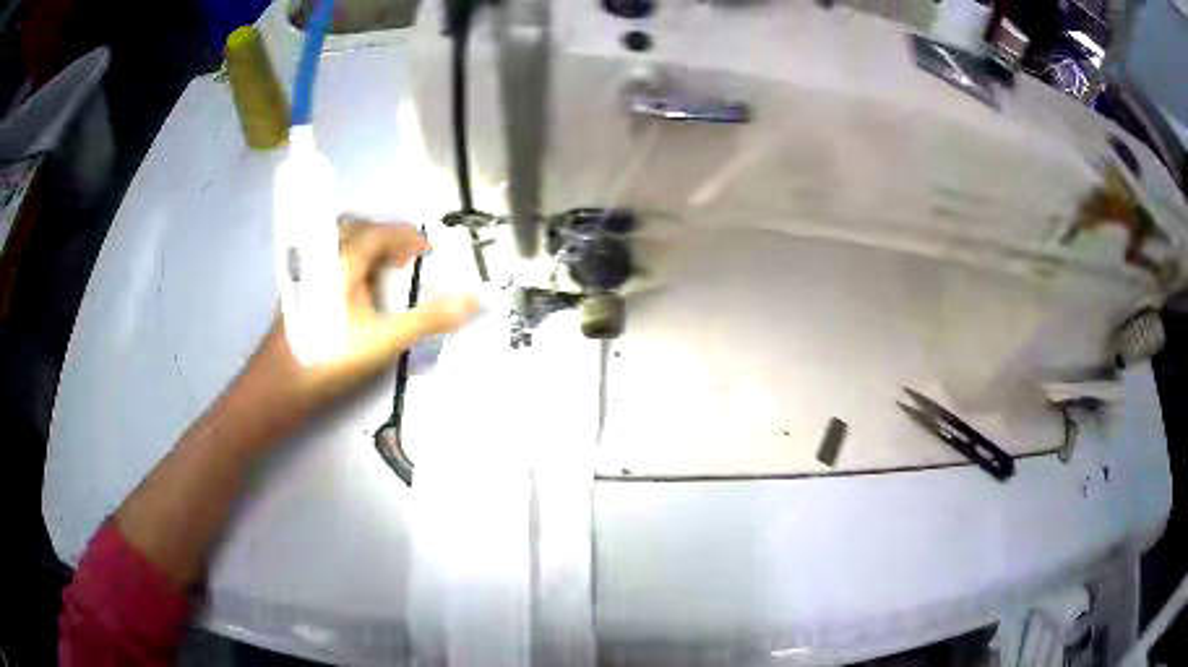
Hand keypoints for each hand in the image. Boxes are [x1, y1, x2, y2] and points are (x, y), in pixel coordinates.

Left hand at [248, 218, 477, 421]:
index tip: (429, 250)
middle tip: (405, 259)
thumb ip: (429, 318)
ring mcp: (307, 274)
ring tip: (384, 276)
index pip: (380, 232)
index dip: (408, 236)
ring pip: (337, 246)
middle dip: (384, 238)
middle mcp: (322, 257)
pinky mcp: (298, 293)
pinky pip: (327, 265)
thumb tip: (473, 300)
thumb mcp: (386, 339)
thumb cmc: (332, 356)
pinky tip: (354, 297)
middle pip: (355, 229)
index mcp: (343, 259)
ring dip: (364, 251)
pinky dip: (348, 268)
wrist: (280, 384)